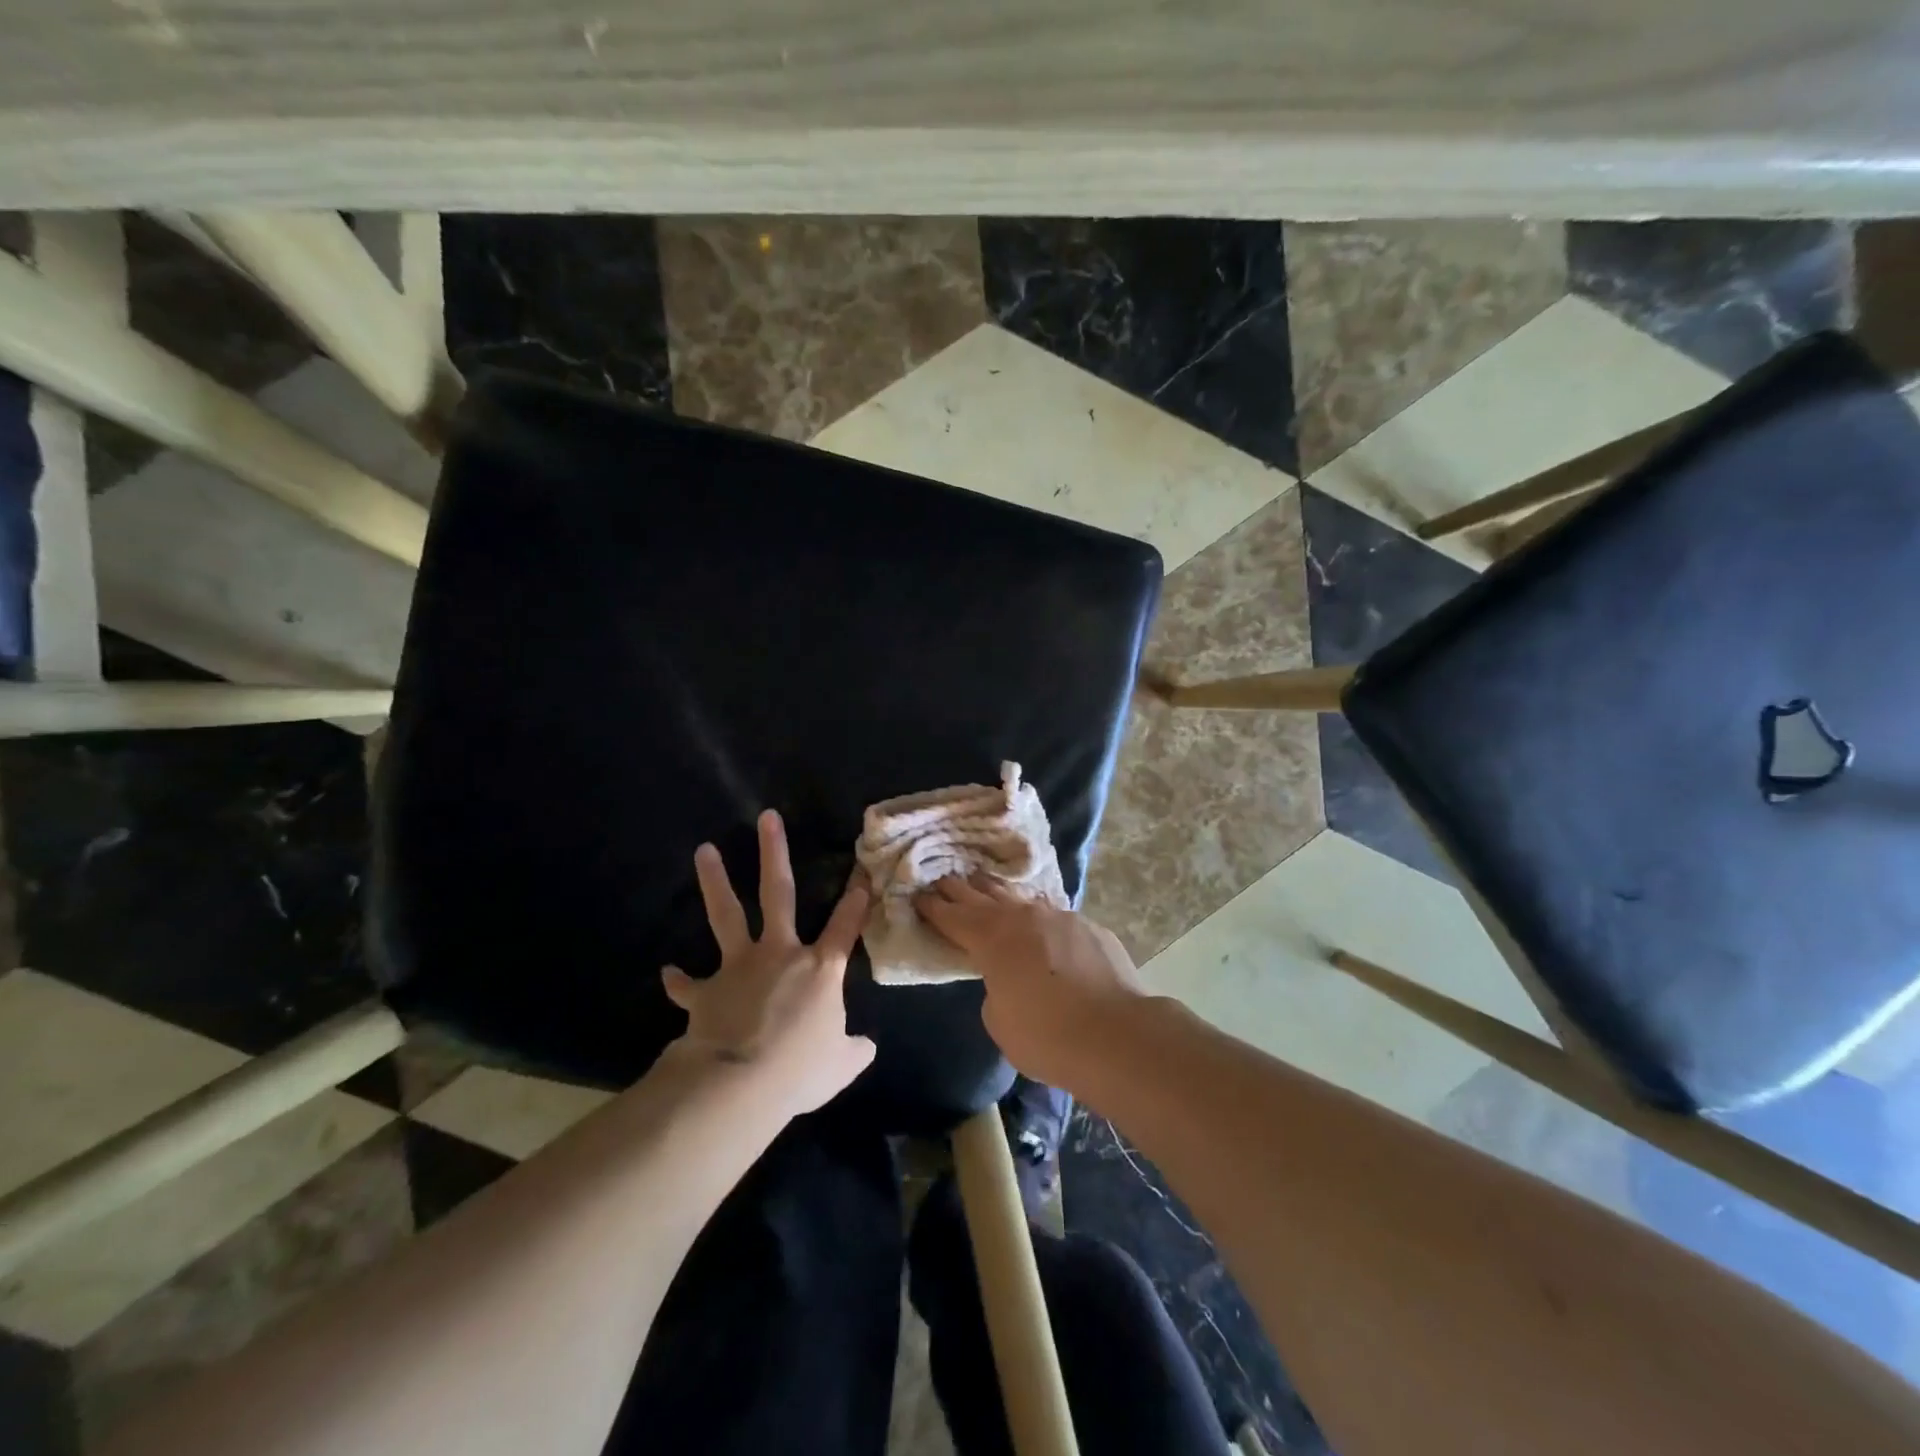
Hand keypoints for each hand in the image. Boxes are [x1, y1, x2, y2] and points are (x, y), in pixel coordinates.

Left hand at [663, 810, 875, 1117]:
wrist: (739, 1085)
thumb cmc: (799, 1071)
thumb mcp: (840, 1066)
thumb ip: (853, 1050)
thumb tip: (866, 1048)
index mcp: (819, 969)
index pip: (845, 927)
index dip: (856, 900)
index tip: (862, 872)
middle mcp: (779, 954)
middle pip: (777, 893)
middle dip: (773, 853)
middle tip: (767, 818)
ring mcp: (739, 968)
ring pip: (726, 915)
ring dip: (714, 881)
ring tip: (703, 849)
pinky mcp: (707, 991)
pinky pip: (689, 984)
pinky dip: (679, 980)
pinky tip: (668, 971)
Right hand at [914, 876, 1147, 1091]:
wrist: (1116, 1035)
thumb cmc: (1046, 1036)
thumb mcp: (1000, 1021)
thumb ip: (996, 990)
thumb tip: (1009, 979)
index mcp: (992, 939)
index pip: (954, 917)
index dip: (934, 907)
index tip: (919, 895)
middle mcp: (1022, 917)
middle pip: (983, 896)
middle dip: (960, 889)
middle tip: (943, 879)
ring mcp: (1059, 917)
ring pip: (1021, 898)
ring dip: (998, 892)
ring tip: (983, 882)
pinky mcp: (1089, 927)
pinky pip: (1053, 915)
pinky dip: (1037, 915)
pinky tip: (1038, 918)